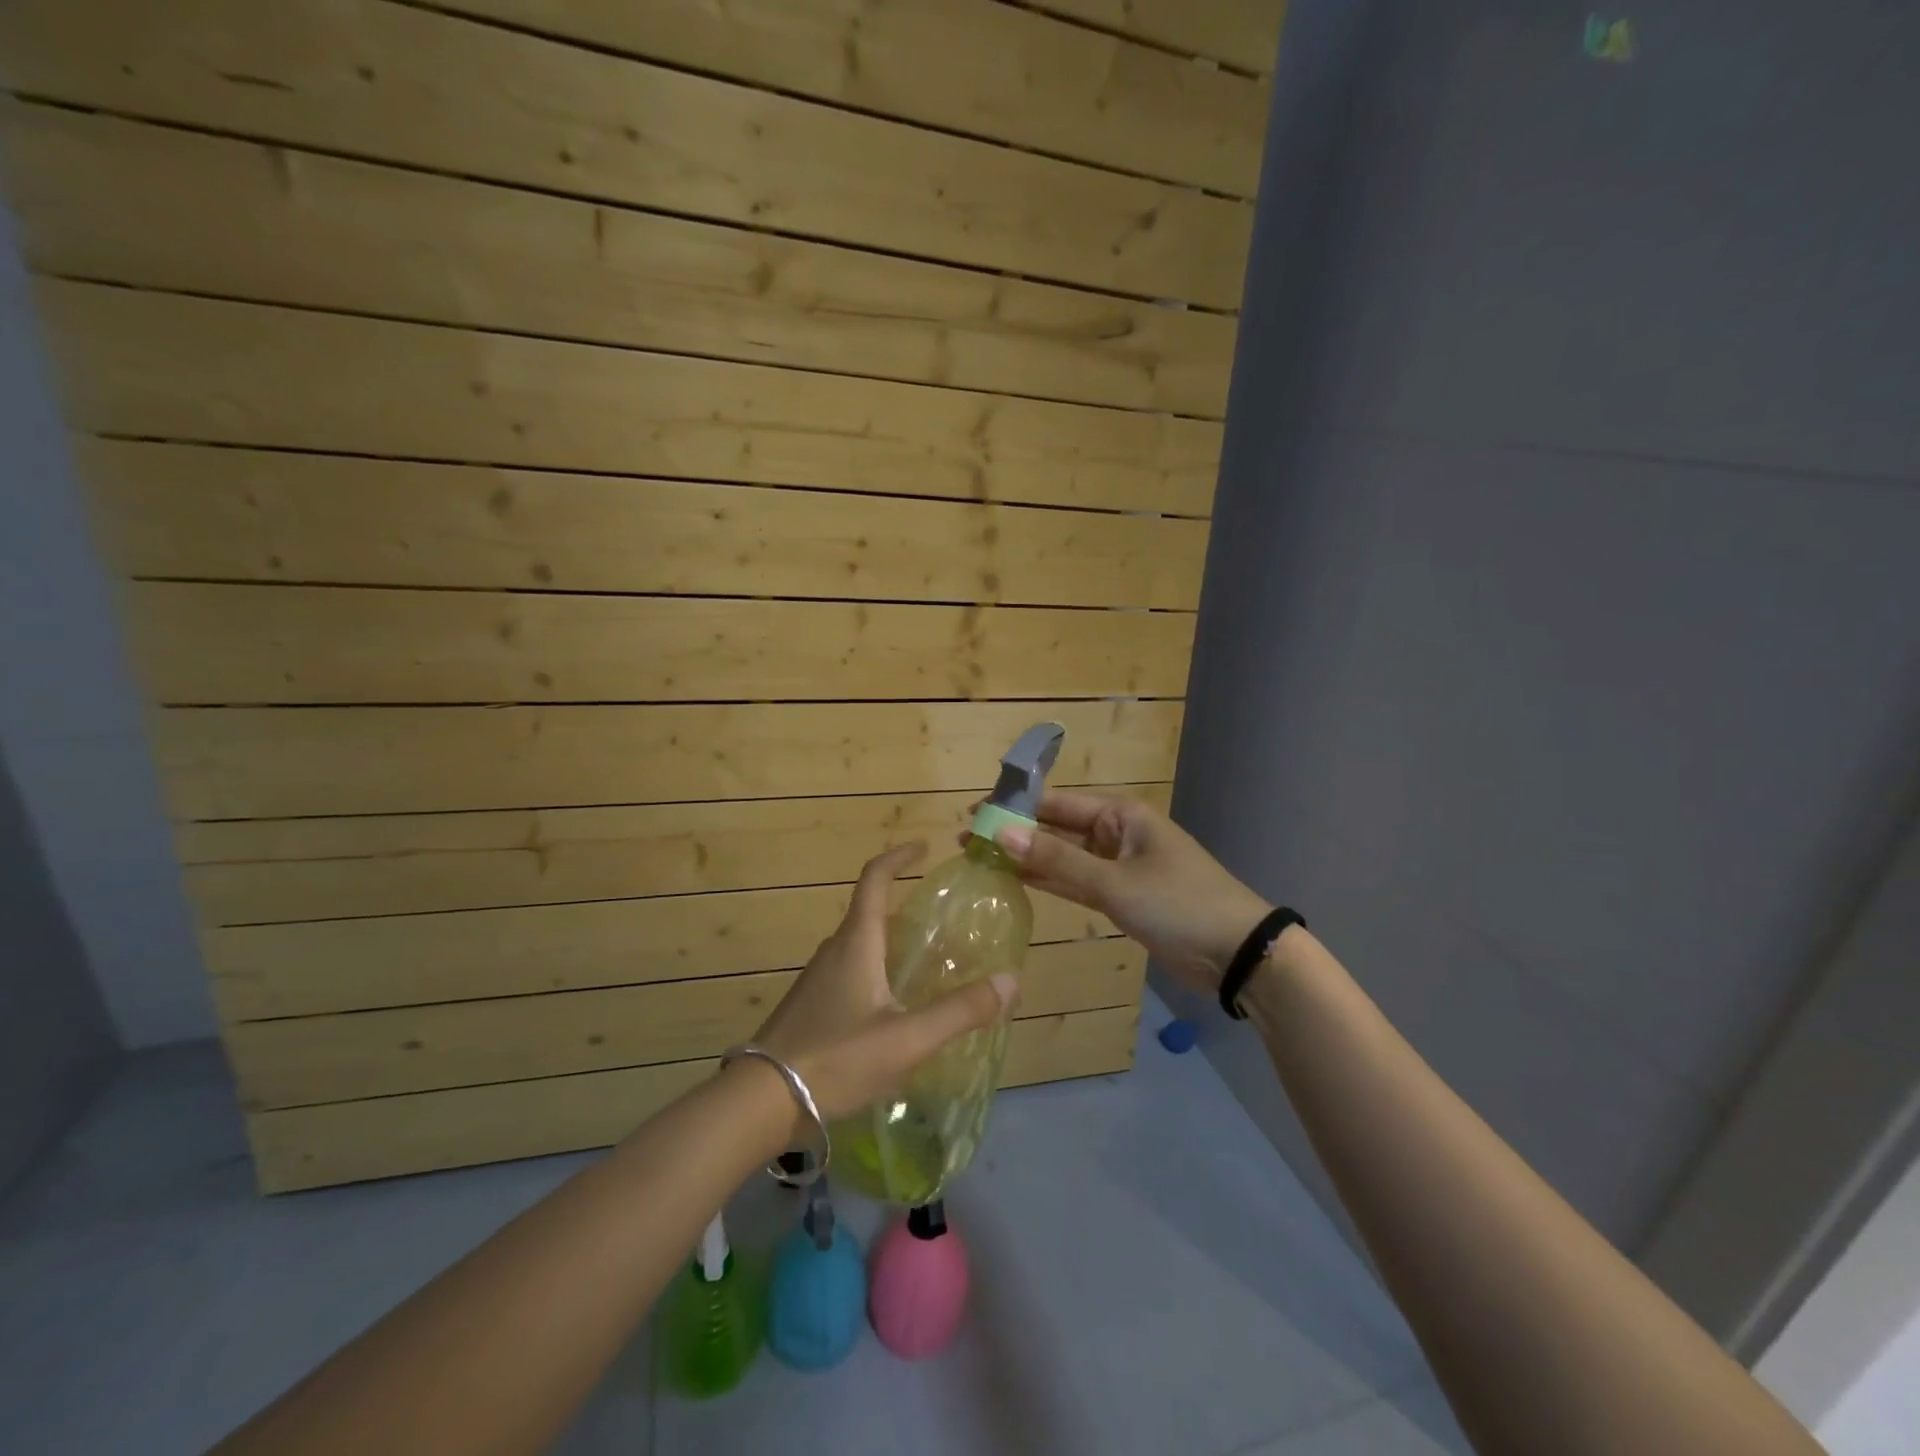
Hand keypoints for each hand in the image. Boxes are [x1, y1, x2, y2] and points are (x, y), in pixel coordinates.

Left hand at [751, 842, 1018, 1123]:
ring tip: (924, 965)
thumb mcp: (907, 1039)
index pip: (874, 879)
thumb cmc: (835, 1060)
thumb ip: (960, 1011)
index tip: (922, 848)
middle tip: (942, 923)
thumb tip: (1011, 981)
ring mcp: (817, 980)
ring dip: (889, 943)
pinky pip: (849, 973)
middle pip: (869, 914)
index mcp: (856, 944)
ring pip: (859, 947)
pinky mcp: (810, 1007)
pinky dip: (876, 972)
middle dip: (903, 907)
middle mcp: (834, 951)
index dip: (898, 857)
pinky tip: (892, 1009)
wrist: (759, 1103)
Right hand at [989, 791, 1269, 993]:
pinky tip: (1016, 881)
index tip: (975, 813)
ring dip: (1028, 860)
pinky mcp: (1121, 898)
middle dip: (1017, 834)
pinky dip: (1050, 883)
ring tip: (982, 858)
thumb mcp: (1115, 881)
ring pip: (1064, 858)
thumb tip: (1001, 834)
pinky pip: (1077, 883)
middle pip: (1058, 829)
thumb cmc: (1178, 903)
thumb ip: (1057, 861)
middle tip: (968, 840)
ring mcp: (1119, 868)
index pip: (1058, 803)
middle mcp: (1117, 835)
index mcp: (1122, 815)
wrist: (1237, 953)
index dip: (1016, 807)